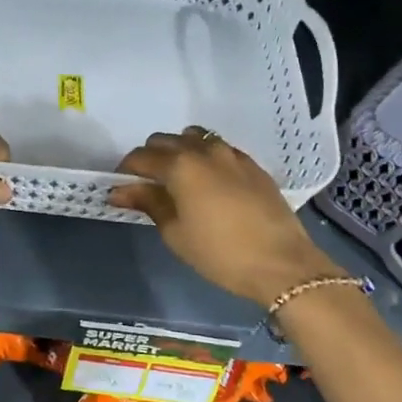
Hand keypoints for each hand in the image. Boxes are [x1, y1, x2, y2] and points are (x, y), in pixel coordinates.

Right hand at [110, 127, 340, 306]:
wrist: (282, 263)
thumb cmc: (220, 253)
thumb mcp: (176, 232)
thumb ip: (148, 203)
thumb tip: (120, 191)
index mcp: (180, 165)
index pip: (141, 157)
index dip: (126, 170)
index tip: (120, 187)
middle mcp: (204, 150)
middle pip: (166, 140)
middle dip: (151, 157)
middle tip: (148, 185)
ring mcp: (232, 154)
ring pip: (195, 138)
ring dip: (180, 151)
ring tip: (179, 178)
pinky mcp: (252, 165)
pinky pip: (220, 149)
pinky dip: (206, 157)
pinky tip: (209, 182)